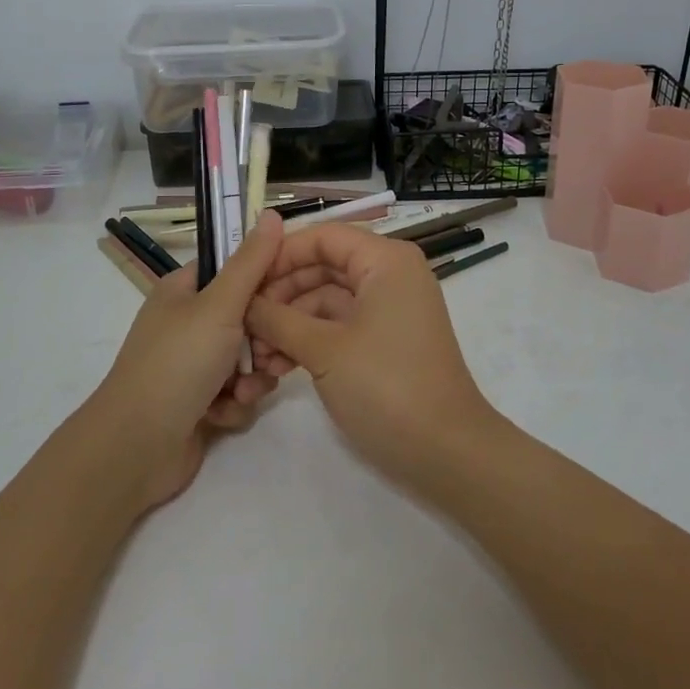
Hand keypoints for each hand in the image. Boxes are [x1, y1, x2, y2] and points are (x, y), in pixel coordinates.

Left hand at [85, 212, 285, 511]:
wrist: (137, 447)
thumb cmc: (178, 364)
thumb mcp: (220, 306)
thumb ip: (251, 262)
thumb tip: (273, 213)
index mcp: (184, 290)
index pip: (234, 268)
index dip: (266, 277)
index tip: (294, 290)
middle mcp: (187, 323)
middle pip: (247, 317)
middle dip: (264, 340)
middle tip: (273, 354)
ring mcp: (192, 365)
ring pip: (247, 359)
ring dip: (252, 376)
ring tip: (244, 391)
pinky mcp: (199, 402)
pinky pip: (236, 392)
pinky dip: (235, 403)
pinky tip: (223, 414)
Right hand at [244, 223, 498, 492]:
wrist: (446, 452)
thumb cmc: (386, 387)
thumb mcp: (324, 350)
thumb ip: (278, 319)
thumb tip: (243, 303)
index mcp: (385, 261)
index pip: (323, 237)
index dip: (281, 255)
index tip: (244, 282)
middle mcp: (390, 275)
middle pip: (323, 266)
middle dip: (281, 294)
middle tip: (244, 325)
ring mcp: (389, 309)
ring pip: (327, 299)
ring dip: (290, 322)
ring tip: (258, 356)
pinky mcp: (386, 340)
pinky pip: (340, 325)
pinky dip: (310, 340)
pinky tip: (279, 366)